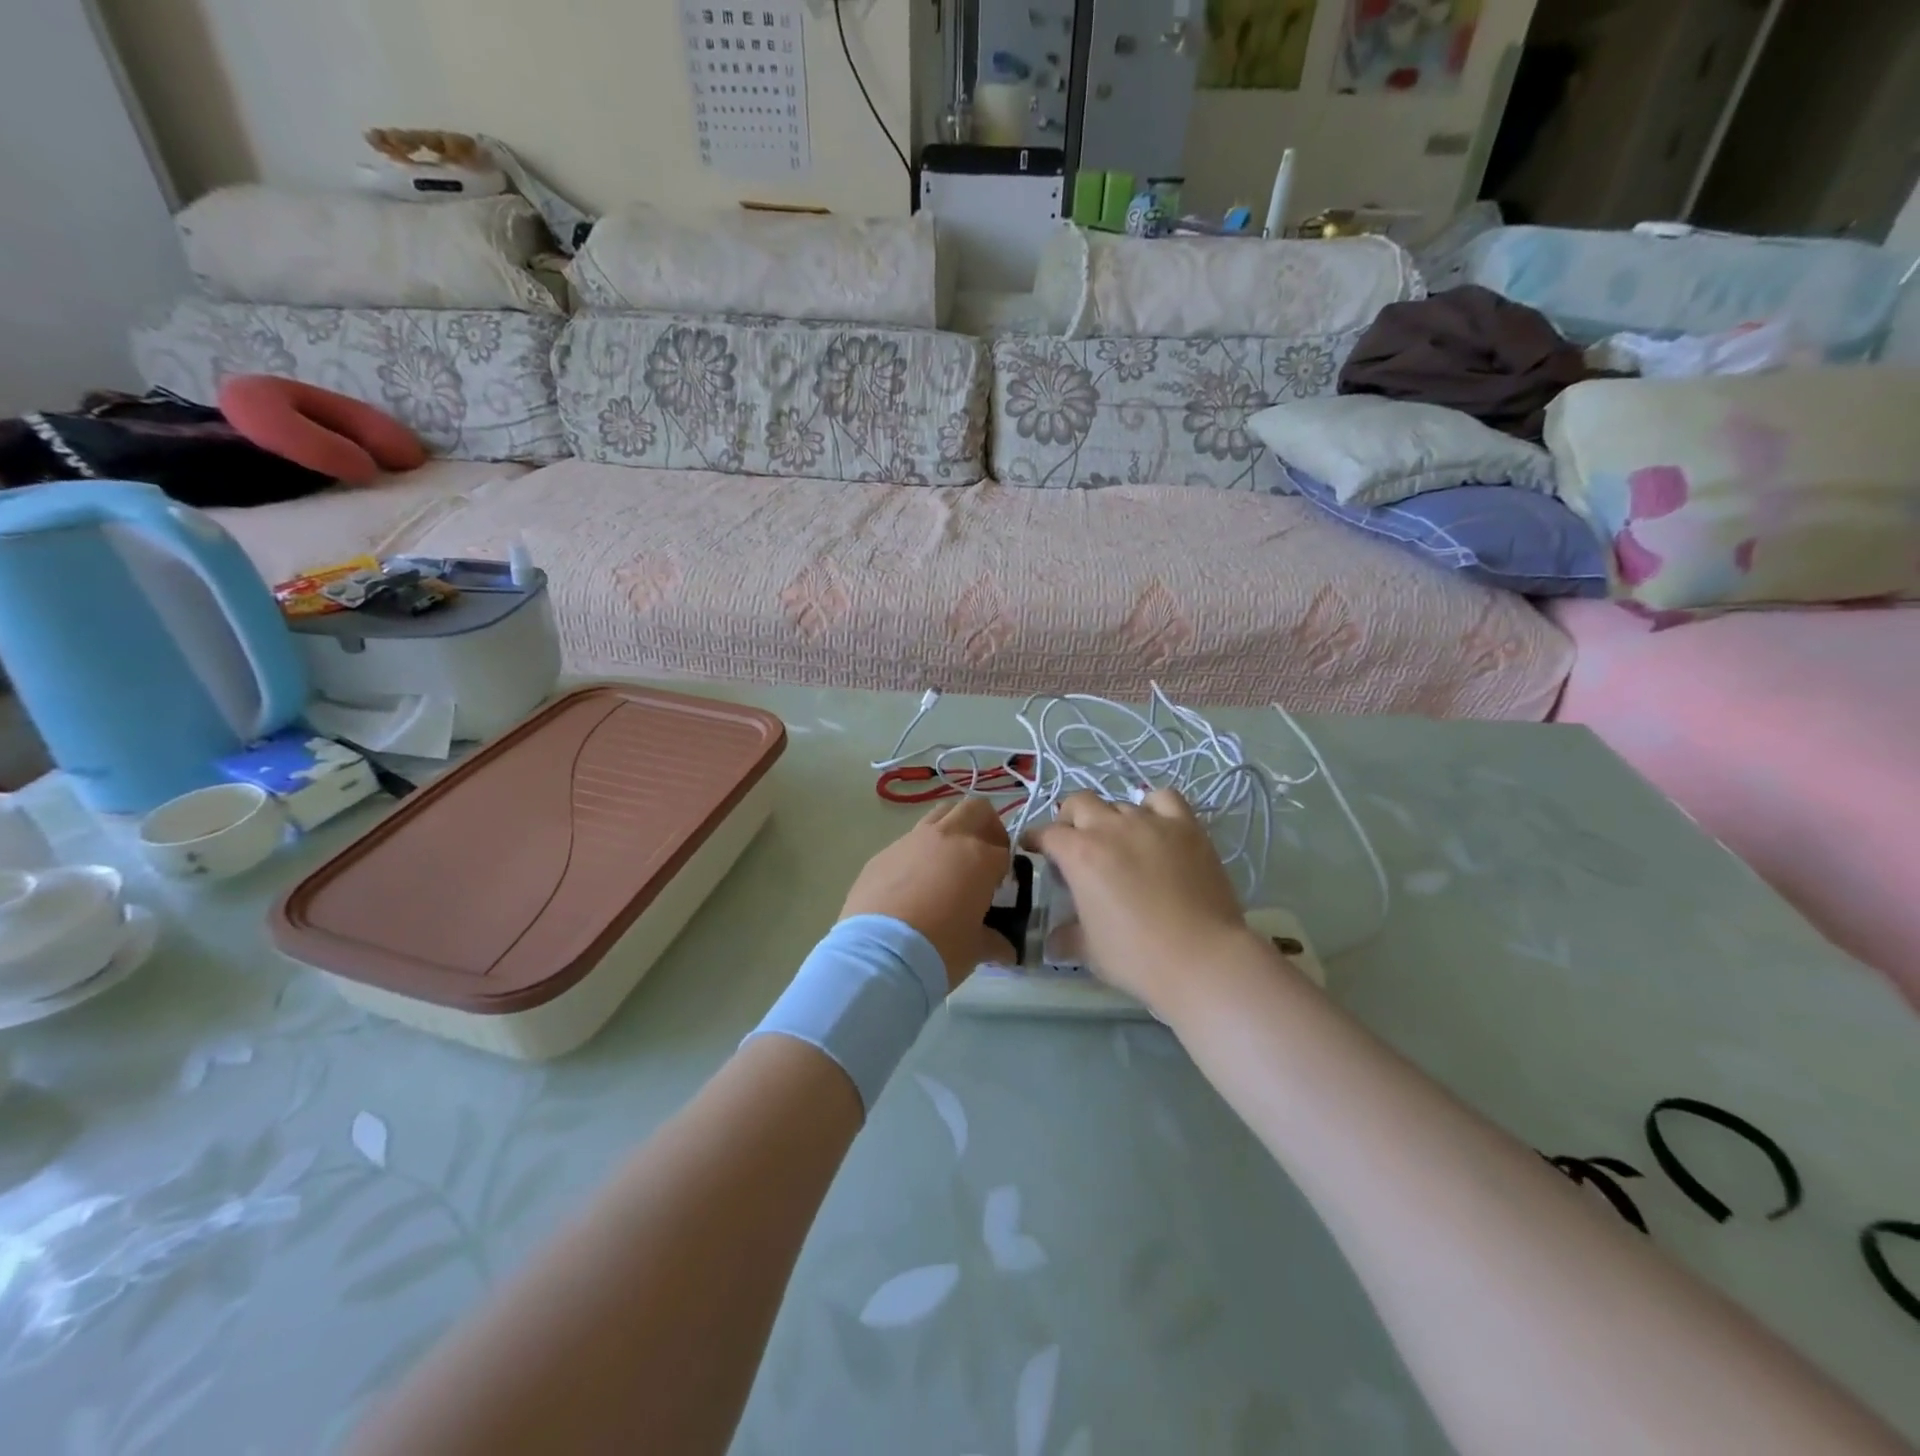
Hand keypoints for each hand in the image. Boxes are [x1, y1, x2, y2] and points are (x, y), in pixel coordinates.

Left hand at [841, 798, 1016, 989]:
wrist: (879, 953)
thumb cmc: (940, 948)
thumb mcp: (976, 949)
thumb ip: (994, 941)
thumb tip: (1006, 950)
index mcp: (979, 857)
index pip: (1003, 852)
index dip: (1005, 870)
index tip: (999, 890)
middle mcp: (947, 838)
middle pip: (975, 810)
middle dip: (985, 827)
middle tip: (983, 855)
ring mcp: (912, 841)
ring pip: (940, 814)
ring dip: (951, 830)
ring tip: (947, 864)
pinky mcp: (883, 853)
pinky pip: (908, 842)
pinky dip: (918, 853)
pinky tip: (912, 885)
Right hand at [1029, 790, 1260, 1014]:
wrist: (1201, 958)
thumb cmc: (1136, 956)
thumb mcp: (1089, 951)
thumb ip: (1067, 937)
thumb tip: (1053, 941)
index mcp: (1080, 854)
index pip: (1047, 834)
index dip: (1037, 840)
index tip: (1034, 848)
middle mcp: (1111, 828)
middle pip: (1080, 803)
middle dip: (1070, 819)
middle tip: (1075, 843)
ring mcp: (1151, 823)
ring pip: (1121, 803)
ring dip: (1112, 819)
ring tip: (1120, 842)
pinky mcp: (1187, 827)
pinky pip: (1164, 799)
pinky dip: (1154, 807)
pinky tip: (1156, 826)